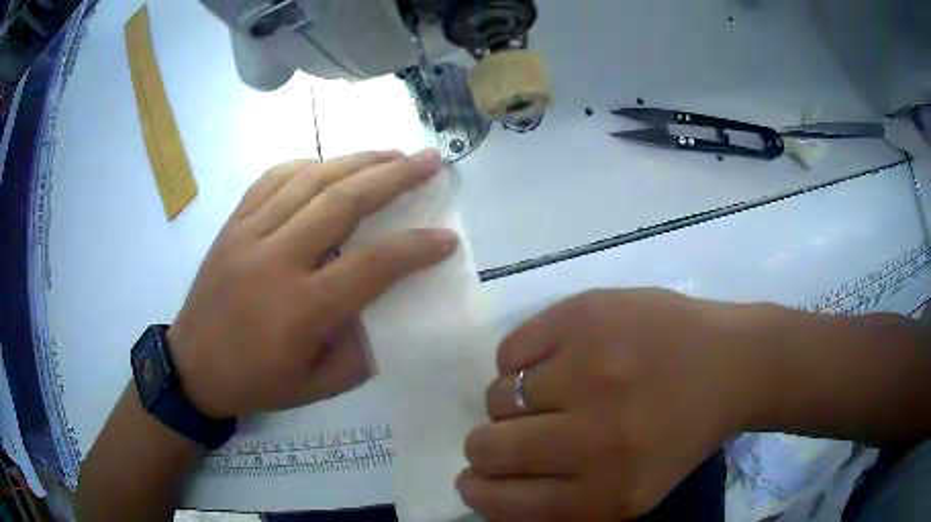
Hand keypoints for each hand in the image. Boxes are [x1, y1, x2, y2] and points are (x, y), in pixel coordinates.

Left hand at [167, 149, 457, 418]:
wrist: (192, 367)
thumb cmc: (256, 383)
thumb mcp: (318, 387)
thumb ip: (359, 350)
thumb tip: (383, 307)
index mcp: (301, 310)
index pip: (373, 266)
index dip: (416, 248)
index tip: (447, 239)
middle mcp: (276, 261)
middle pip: (343, 202)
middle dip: (394, 177)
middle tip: (430, 161)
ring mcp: (248, 235)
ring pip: (309, 180)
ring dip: (356, 161)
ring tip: (391, 154)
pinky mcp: (232, 224)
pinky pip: (272, 179)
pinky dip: (307, 165)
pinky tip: (329, 164)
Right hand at [458, 289, 766, 520]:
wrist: (731, 363)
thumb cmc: (681, 433)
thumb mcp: (630, 495)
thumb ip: (561, 502)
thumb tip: (491, 485)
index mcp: (604, 491)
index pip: (501, 501)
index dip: (479, 489)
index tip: (478, 478)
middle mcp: (592, 436)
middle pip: (488, 446)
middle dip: (487, 445)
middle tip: (513, 433)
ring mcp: (588, 368)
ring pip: (498, 395)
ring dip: (514, 402)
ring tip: (552, 391)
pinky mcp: (585, 316)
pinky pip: (510, 349)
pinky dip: (521, 360)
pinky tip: (556, 358)